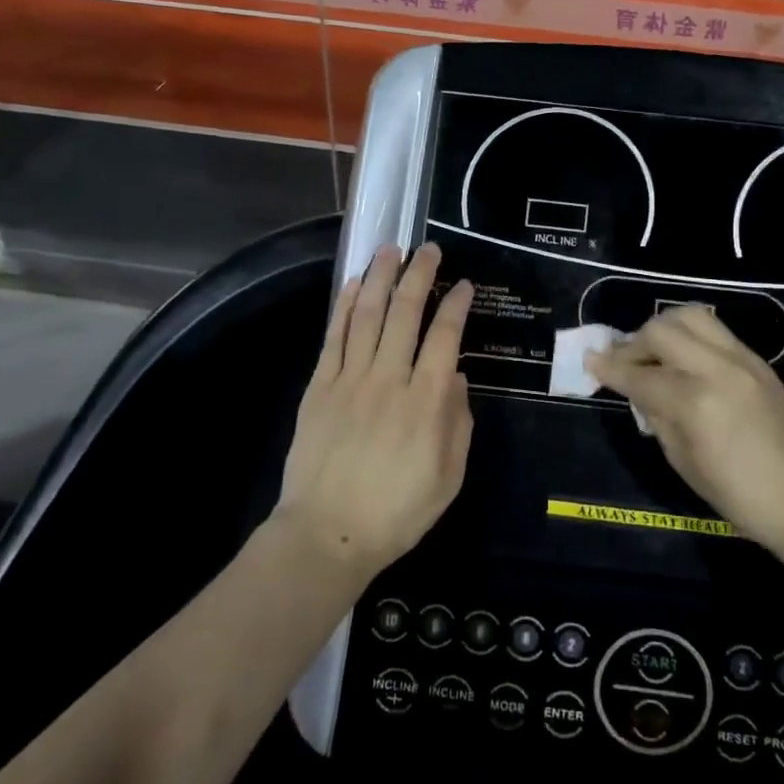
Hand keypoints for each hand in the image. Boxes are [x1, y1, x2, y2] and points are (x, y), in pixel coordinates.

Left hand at [276, 243, 474, 578]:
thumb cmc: (398, 511)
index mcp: (426, 401)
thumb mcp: (449, 476)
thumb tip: (455, 376)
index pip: (445, 336)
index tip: (463, 284)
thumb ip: (458, 422)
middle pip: (406, 313)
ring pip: (368, 315)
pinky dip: (346, 306)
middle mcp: (389, 378)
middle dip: (420, 275)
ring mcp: (350, 379)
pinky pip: (334, 337)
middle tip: (428, 249)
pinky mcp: (320, 387)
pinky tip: (355, 284)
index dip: (455, 305)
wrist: (327, 534)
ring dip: (381, 278)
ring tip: (390, 249)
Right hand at [587, 307, 783, 557]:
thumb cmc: (742, 497)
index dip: (610, 369)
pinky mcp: (757, 360)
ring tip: (654, 351)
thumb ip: (658, 418)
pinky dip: (690, 336)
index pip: (639, 376)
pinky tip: (683, 359)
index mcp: (695, 402)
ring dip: (663, 328)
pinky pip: (714, 330)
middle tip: (625, 361)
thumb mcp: (685, 464)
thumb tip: (640, 392)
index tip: (590, 360)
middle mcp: (717, 369)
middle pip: (662, 331)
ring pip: (691, 316)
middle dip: (634, 342)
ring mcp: (741, 360)